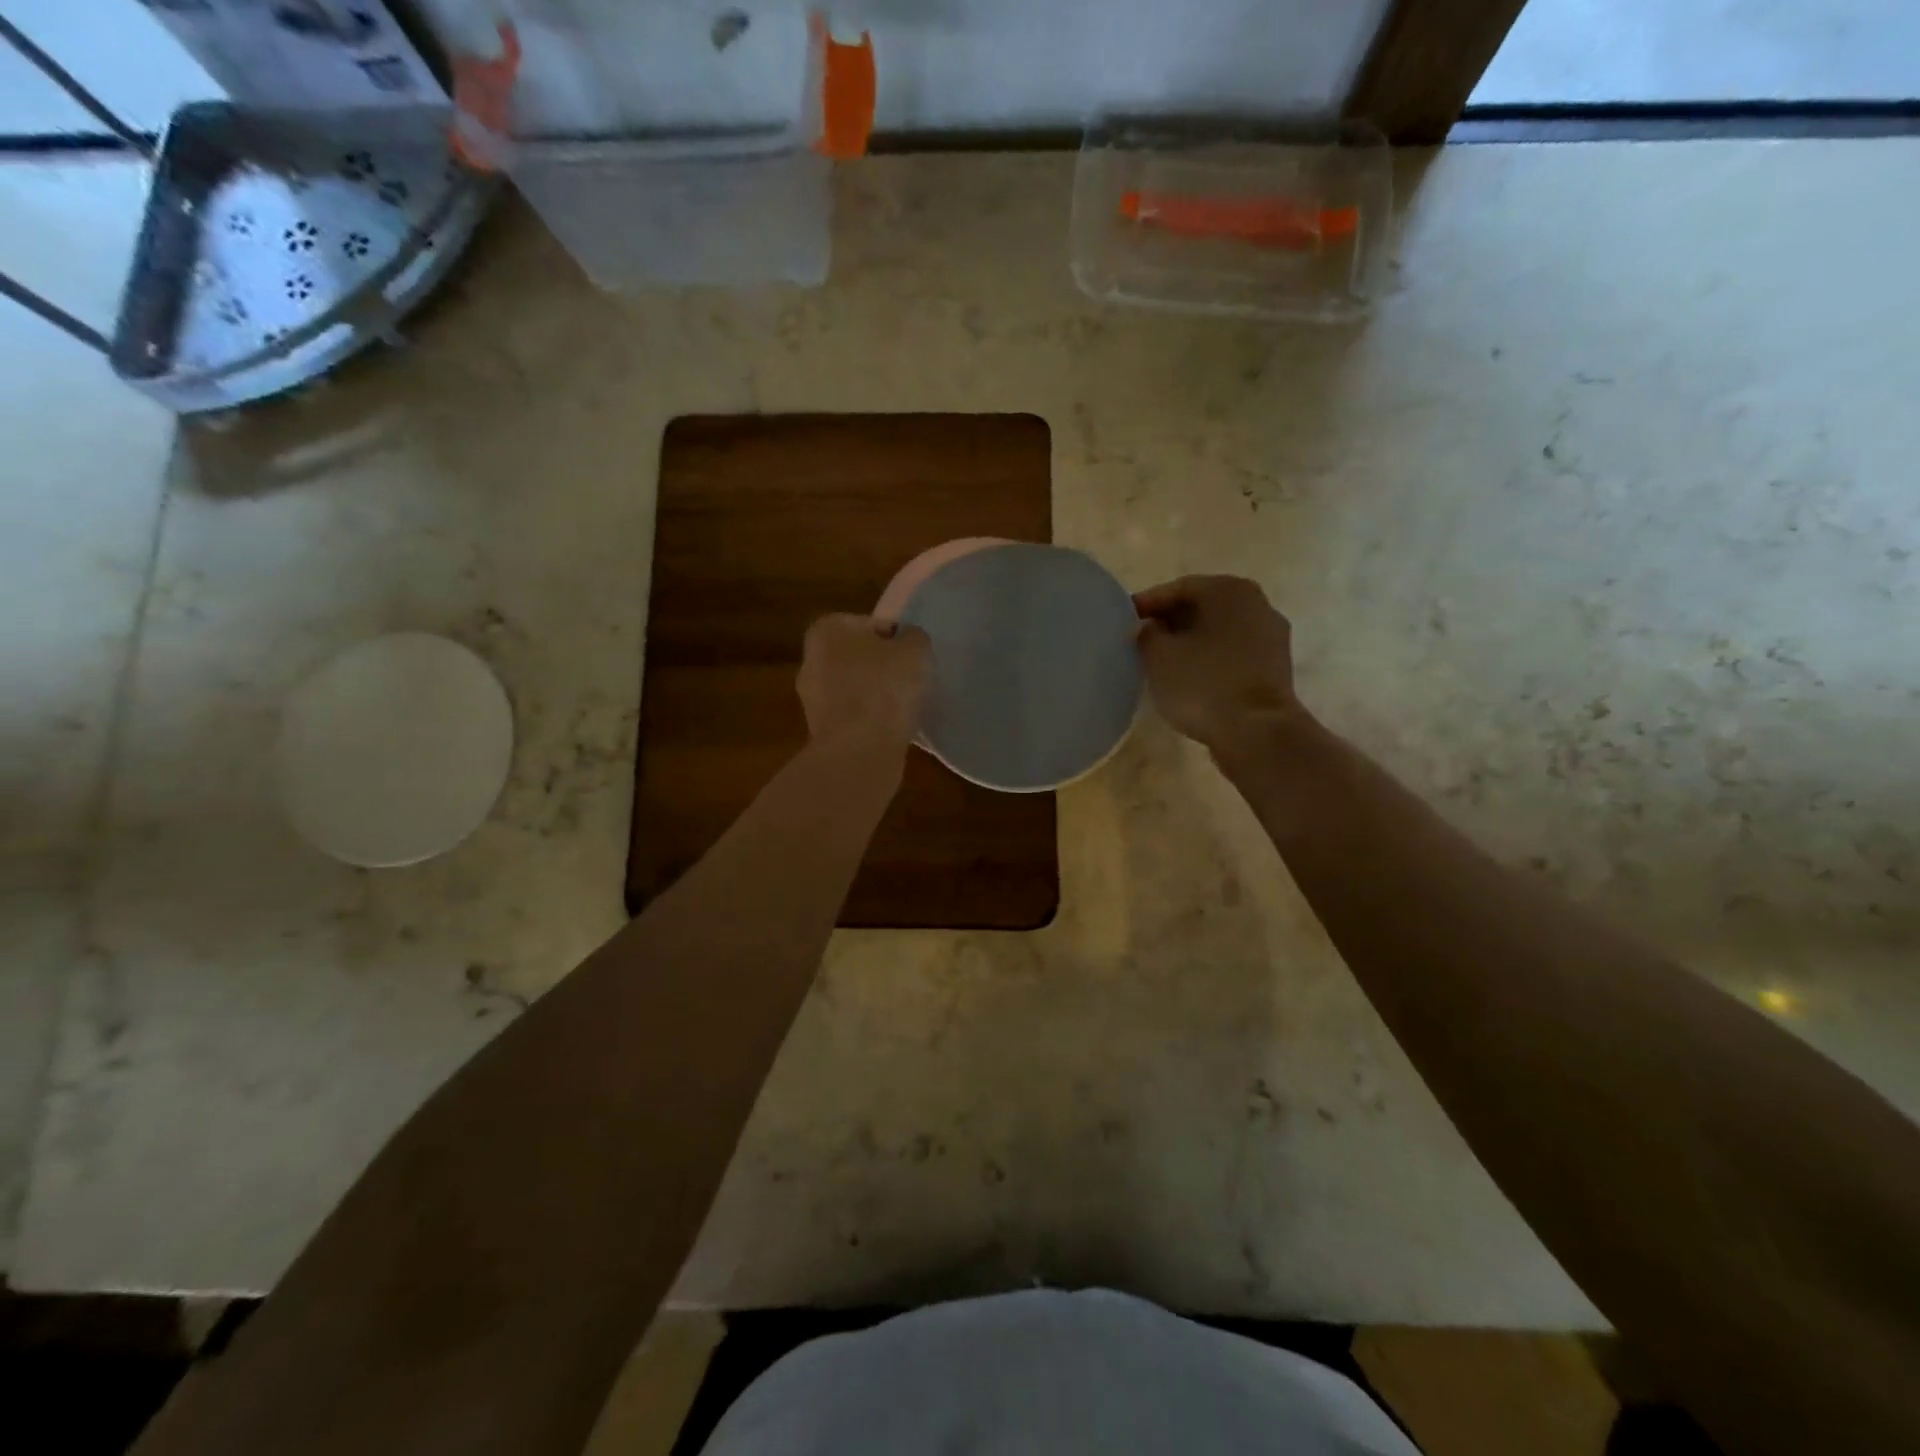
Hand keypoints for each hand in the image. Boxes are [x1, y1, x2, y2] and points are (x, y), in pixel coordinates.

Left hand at [797, 614, 931, 752]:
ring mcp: (811, 698)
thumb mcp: (916, 648)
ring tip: (903, 710)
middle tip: (909, 682)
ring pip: (853, 689)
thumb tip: (906, 642)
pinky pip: (852, 717)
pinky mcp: (819, 731)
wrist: (861, 750)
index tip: (911, 659)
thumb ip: (912, 637)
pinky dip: (868, 721)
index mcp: (826, 629)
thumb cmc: (885, 688)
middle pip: (858, 658)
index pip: (869, 625)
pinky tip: (889, 730)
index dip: (895, 640)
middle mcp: (810, 659)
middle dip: (880, 668)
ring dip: (874, 696)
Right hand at [1134, 576, 1299, 755]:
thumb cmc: (1203, 684)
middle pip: (1202, 607)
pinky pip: (1232, 654)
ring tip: (1161, 661)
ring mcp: (1271, 636)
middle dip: (1170, 622)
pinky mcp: (1274, 668)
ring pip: (1218, 631)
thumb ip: (1146, 634)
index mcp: (1229, 590)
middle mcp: (1256, 603)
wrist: (1257, 732)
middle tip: (1140, 639)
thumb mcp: (1159, 657)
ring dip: (1190, 642)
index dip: (1146, 604)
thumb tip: (1146, 628)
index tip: (1123, 620)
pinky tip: (1189, 677)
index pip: (1177, 589)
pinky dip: (1209, 659)